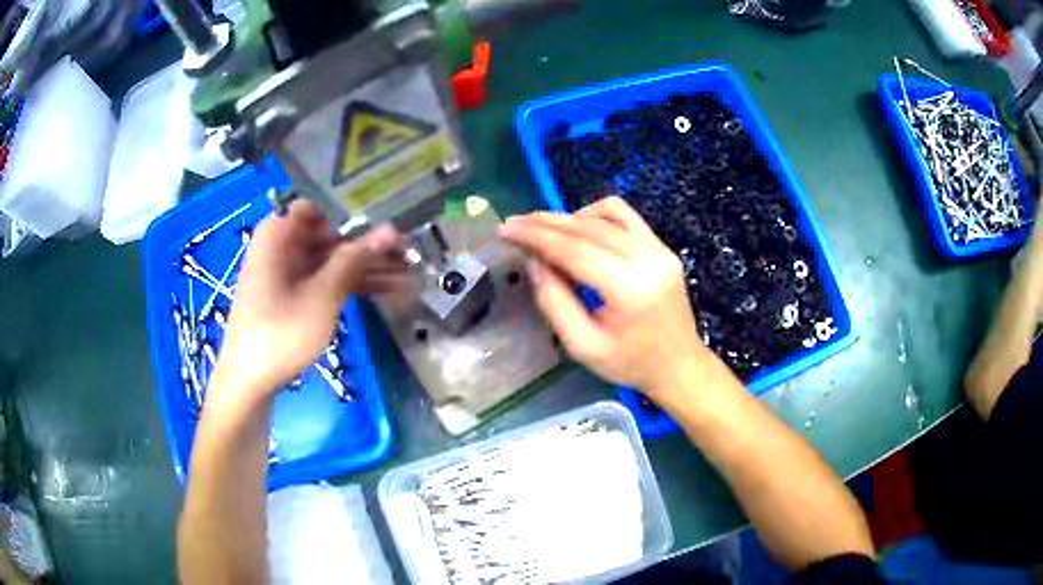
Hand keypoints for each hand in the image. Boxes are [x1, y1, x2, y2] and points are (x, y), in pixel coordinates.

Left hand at [210, 201, 404, 407]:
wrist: (249, 382)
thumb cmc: (280, 334)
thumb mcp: (322, 296)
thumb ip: (355, 260)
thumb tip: (391, 230)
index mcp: (280, 232)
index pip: (324, 206)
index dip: (359, 210)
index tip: (394, 216)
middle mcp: (283, 244)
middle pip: (333, 235)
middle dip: (371, 246)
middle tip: (411, 252)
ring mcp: (288, 270)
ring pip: (334, 260)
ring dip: (368, 268)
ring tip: (410, 274)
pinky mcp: (294, 294)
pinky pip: (327, 279)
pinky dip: (352, 285)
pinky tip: (388, 291)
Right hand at [500, 197, 711, 402]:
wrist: (679, 366)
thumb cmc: (629, 364)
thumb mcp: (582, 345)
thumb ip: (553, 300)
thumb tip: (531, 259)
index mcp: (630, 290)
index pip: (575, 250)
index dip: (537, 237)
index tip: (506, 229)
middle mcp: (649, 260)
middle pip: (589, 228)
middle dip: (546, 223)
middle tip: (515, 224)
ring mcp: (660, 250)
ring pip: (608, 213)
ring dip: (571, 217)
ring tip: (545, 232)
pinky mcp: (663, 247)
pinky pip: (626, 217)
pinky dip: (597, 216)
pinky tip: (579, 231)